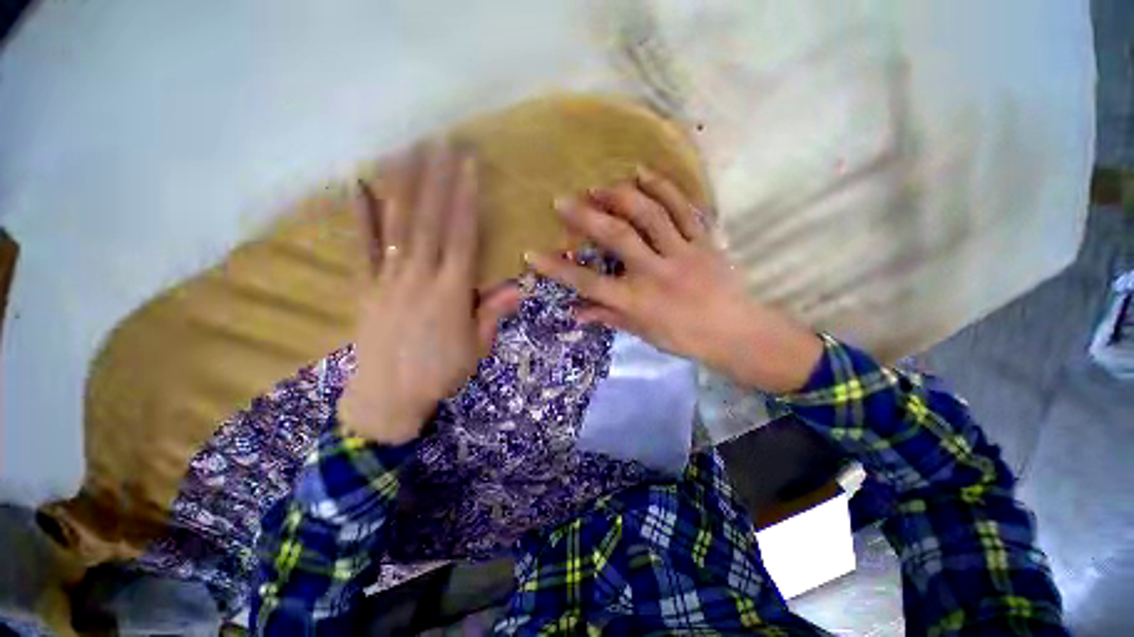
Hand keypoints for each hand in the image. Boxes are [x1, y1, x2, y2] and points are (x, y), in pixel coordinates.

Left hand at [340, 143, 520, 444]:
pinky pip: (362, 247)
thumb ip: (493, 313)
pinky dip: (359, 215)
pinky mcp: (365, 287)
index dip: (465, 200)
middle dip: (436, 178)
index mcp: (451, 292)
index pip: (461, 236)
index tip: (468, 167)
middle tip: (440, 140)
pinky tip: (357, 185)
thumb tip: (519, 286)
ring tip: (407, 149)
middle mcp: (420, 277)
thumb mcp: (477, 348)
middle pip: (429, 221)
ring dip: (403, 184)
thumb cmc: (440, 373)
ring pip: (396, 225)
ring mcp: (388, 279)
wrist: (387, 398)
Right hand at [527, 166, 821, 393]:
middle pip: (617, 237)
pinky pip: (683, 208)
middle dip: (586, 216)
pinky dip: (663, 187)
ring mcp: (682, 252)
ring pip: (650, 214)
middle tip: (562, 200)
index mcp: (637, 301)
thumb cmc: (684, 338)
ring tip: (600, 184)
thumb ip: (608, 318)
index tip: (532, 254)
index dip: (558, 269)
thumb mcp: (642, 333)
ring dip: (621, 195)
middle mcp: (655, 272)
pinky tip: (643, 173)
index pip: (588, 283)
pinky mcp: (704, 240)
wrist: (737, 333)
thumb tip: (575, 312)